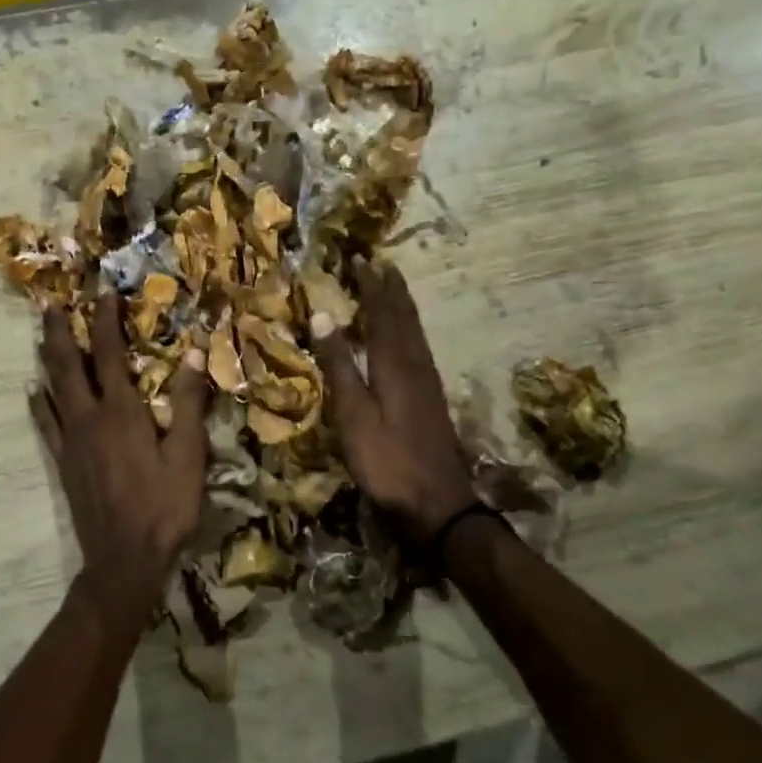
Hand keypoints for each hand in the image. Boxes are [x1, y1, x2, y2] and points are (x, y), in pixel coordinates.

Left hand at [31, 295, 208, 627]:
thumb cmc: (164, 507)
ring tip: (40, 334)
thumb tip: (192, 353)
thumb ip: (187, 403)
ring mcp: (70, 440)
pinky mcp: (63, 462)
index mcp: (121, 412)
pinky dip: (39, 401)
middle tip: (50, 303)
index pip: (107, 354)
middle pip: (67, 364)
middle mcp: (88, 418)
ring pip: (52, 388)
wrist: (124, 559)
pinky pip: (45, 423)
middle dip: (59, 331)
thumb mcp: (188, 455)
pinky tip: (33, 389)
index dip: (104, 322)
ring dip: (46, 358)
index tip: (103, 295)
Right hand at [312, 262, 473, 542]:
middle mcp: (415, 364)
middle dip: (390, 289)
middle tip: (380, 264)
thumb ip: (340, 366)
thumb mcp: (353, 415)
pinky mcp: (431, 399)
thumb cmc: (387, 460)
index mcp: (394, 363)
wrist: (438, 503)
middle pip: (404, 316)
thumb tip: (323, 315)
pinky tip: (405, 338)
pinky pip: (418, 348)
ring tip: (392, 288)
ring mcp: (428, 382)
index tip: (360, 259)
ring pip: (415, 332)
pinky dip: (408, 330)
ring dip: (402, 306)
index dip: (371, 285)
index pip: (382, 312)